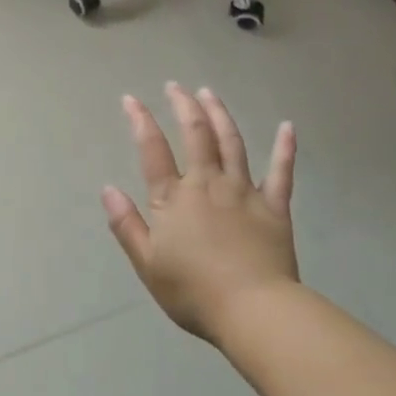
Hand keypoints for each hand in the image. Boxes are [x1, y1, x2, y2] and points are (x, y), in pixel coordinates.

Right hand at [102, 84, 298, 341]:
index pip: (153, 150)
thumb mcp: (147, 263)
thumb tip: (108, 189)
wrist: (253, 309)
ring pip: (232, 143)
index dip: (140, 121)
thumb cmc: (193, 291)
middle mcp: (208, 184)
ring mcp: (244, 192)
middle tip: (176, 86)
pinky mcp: (274, 206)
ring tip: (210, 93)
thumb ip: (127, 224)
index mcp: (174, 198)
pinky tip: (287, 127)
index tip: (132, 99)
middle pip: (196, 134)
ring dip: (220, 114)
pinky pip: (281, 172)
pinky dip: (285, 148)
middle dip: (184, 105)